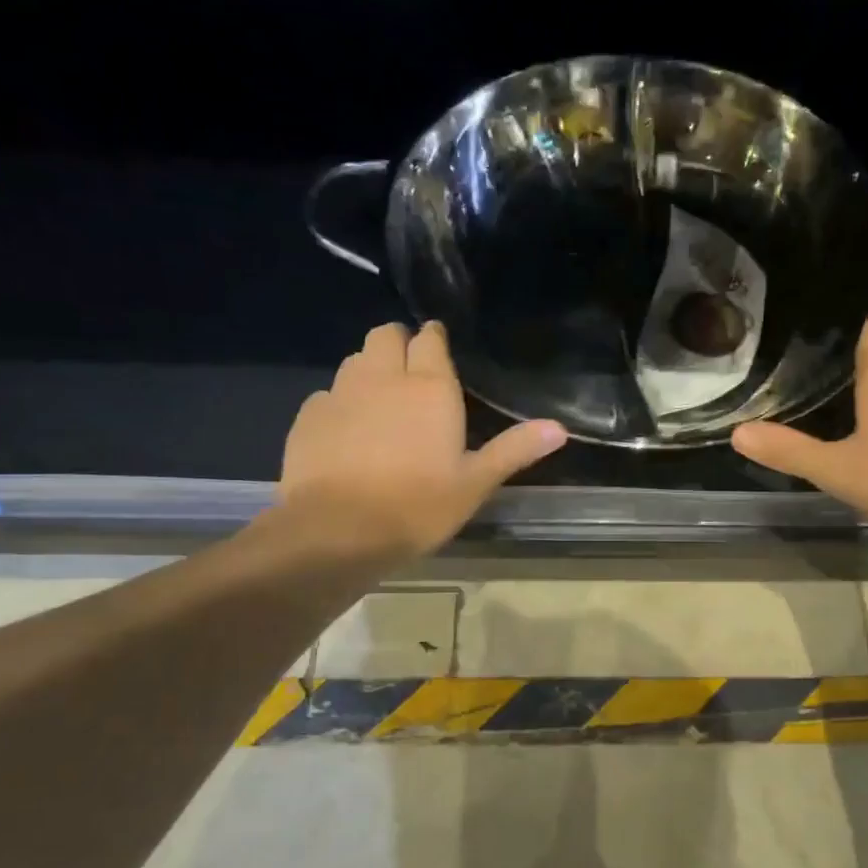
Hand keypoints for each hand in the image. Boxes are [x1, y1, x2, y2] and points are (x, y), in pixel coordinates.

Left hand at [272, 321, 566, 561]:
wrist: (336, 532)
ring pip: (355, 360)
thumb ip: (514, 449)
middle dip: (399, 342)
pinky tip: (347, 431)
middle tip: (412, 372)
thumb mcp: (475, 483)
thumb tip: (560, 428)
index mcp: (429, 387)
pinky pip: (328, 393)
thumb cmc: (417, 506)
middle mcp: (383, 377)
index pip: (430, 339)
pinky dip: (341, 401)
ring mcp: (340, 393)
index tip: (440, 350)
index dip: (435, 340)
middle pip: (386, 335)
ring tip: (382, 400)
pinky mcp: (308, 416)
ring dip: (370, 368)